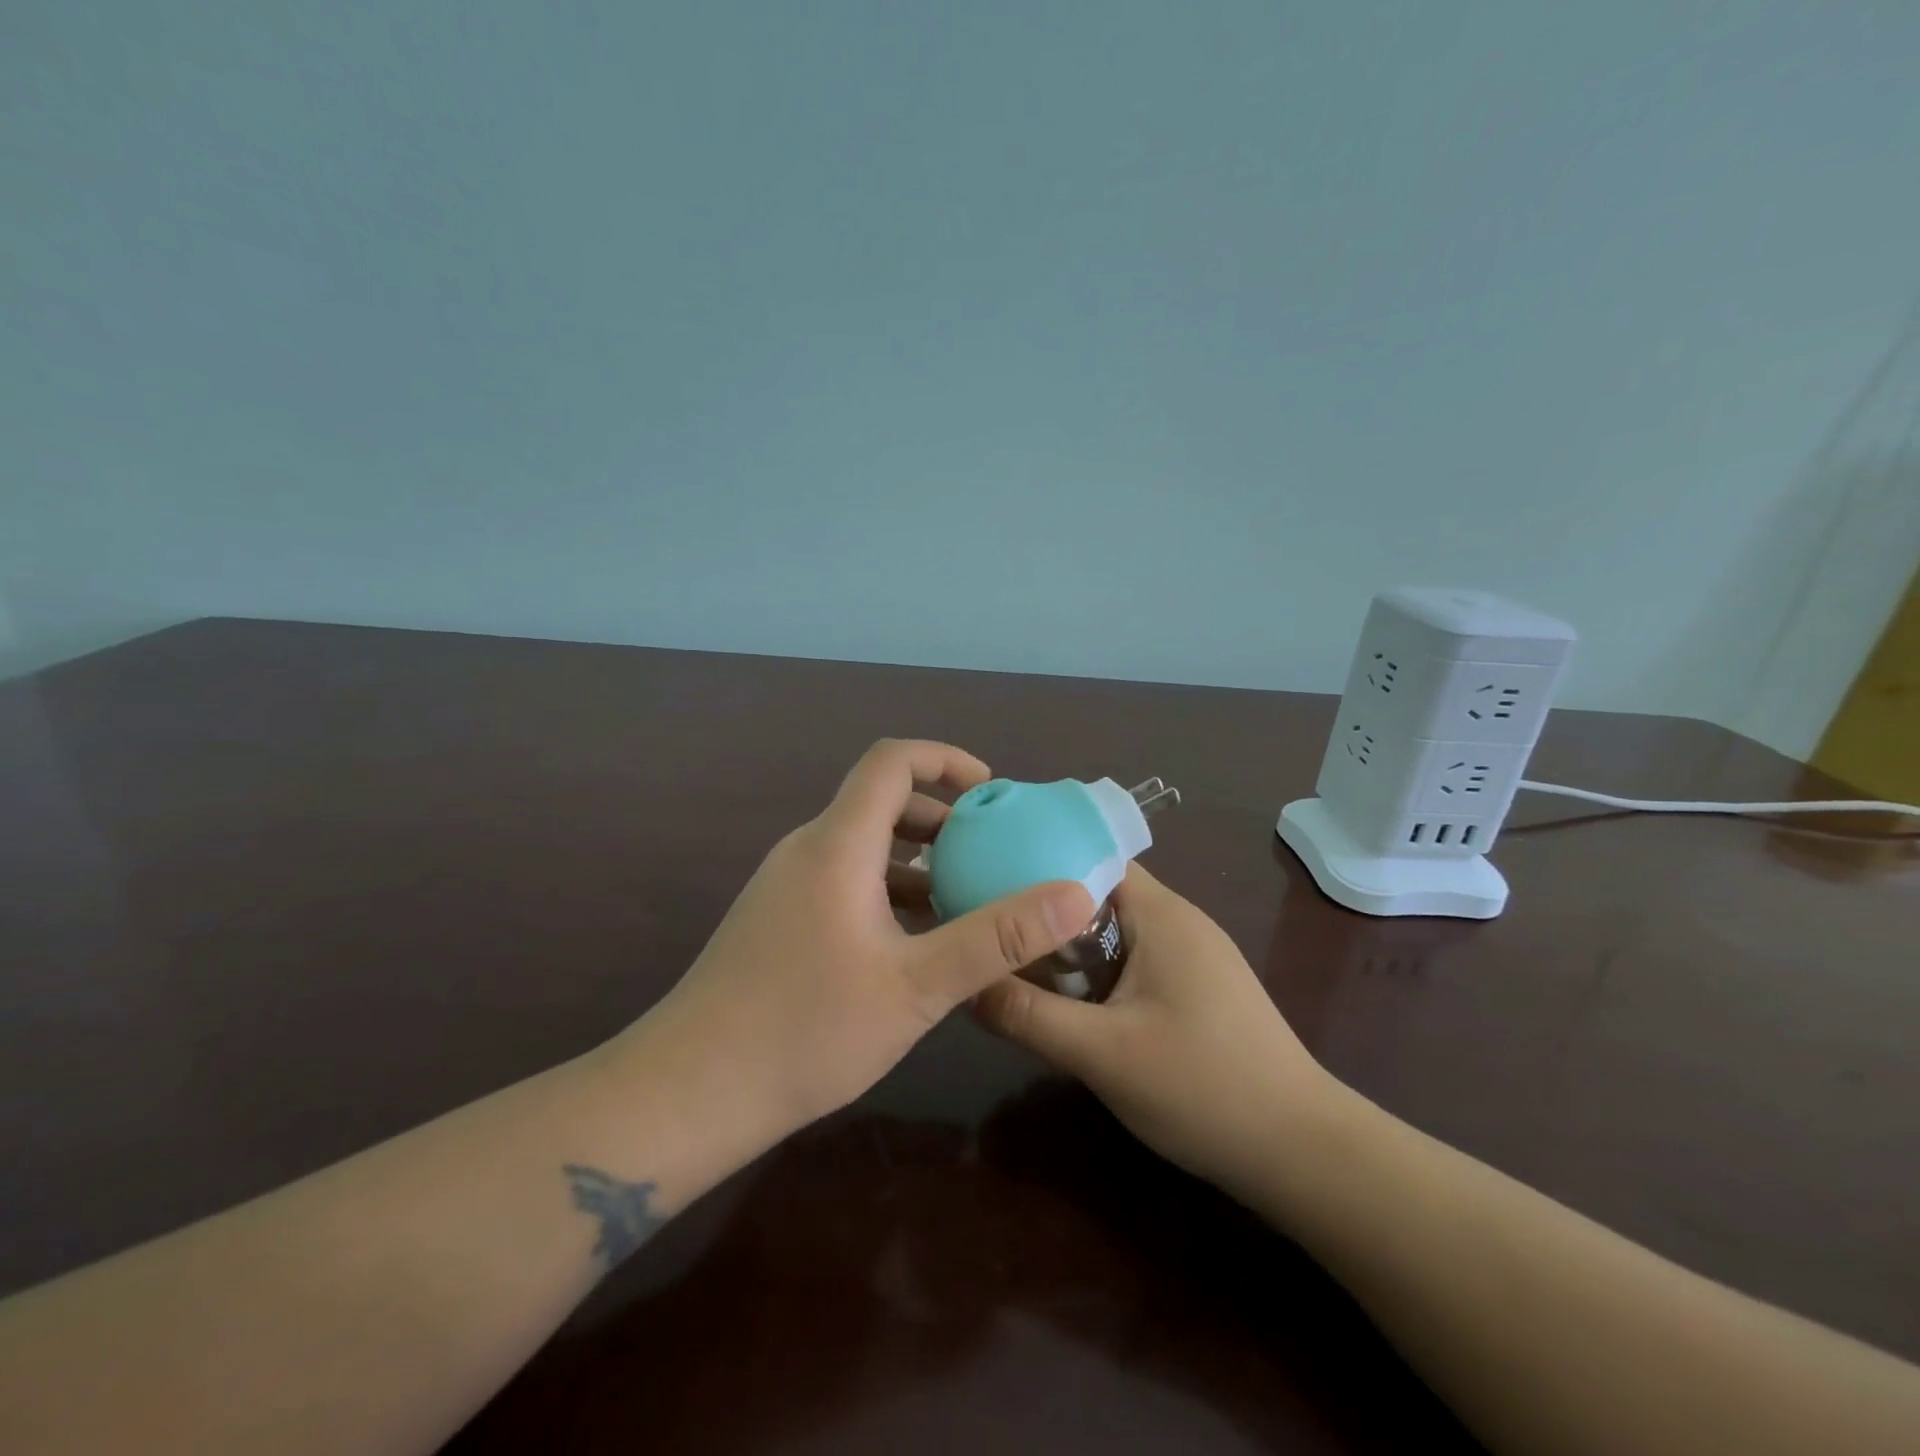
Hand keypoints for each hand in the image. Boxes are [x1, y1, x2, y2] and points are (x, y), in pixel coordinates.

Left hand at [630, 740, 1093, 1135]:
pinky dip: (888, 890)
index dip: (946, 760)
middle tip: (993, 851)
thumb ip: (997, 937)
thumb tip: (1074, 895)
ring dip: (917, 859)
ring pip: (862, 846)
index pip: (892, 761)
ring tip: (967, 898)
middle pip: (880, 801)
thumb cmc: (807, 1030)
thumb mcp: (918, 986)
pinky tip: (915, 943)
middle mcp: (808, 850)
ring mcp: (786, 885)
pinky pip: (843, 880)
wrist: (689, 1092)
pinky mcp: (778, 919)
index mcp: (838, 844)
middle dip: (942, 816)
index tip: (992, 793)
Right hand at [973, 862, 1338, 1189]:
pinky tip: (1067, 999)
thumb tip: (964, 985)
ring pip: (1113, 929)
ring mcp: (1191, 955)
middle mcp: (1178, 920)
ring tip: (1013, 957)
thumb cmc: (1204, 1088)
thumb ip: (1028, 1016)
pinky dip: (1095, 968)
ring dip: (1068, 942)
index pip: (1090, 857)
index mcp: (1161, 913)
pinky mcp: (1196, 987)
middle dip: (1044, 907)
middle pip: (1097, 892)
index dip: (1037, 859)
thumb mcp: (1101, 1054)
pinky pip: (1132, 958)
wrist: (1302, 1153)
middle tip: (989, 924)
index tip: (987, 876)